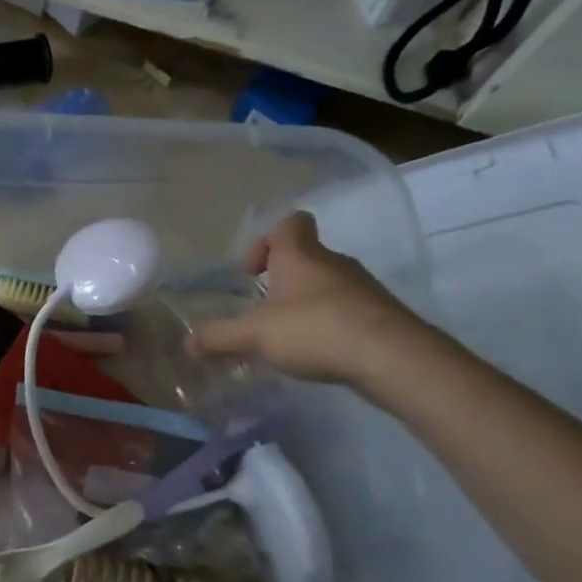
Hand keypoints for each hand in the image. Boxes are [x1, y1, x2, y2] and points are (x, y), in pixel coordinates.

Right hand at [188, 213, 432, 387]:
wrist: (394, 358)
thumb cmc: (316, 330)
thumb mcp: (255, 335)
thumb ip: (219, 337)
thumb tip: (187, 342)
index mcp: (300, 255)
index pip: (288, 223)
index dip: (266, 240)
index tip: (251, 272)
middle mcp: (333, 263)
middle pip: (306, 256)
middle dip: (282, 279)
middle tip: (263, 310)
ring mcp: (363, 288)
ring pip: (328, 285)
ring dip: (307, 304)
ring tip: (289, 337)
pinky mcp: (382, 316)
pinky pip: (348, 311)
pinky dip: (331, 325)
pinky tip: (320, 354)